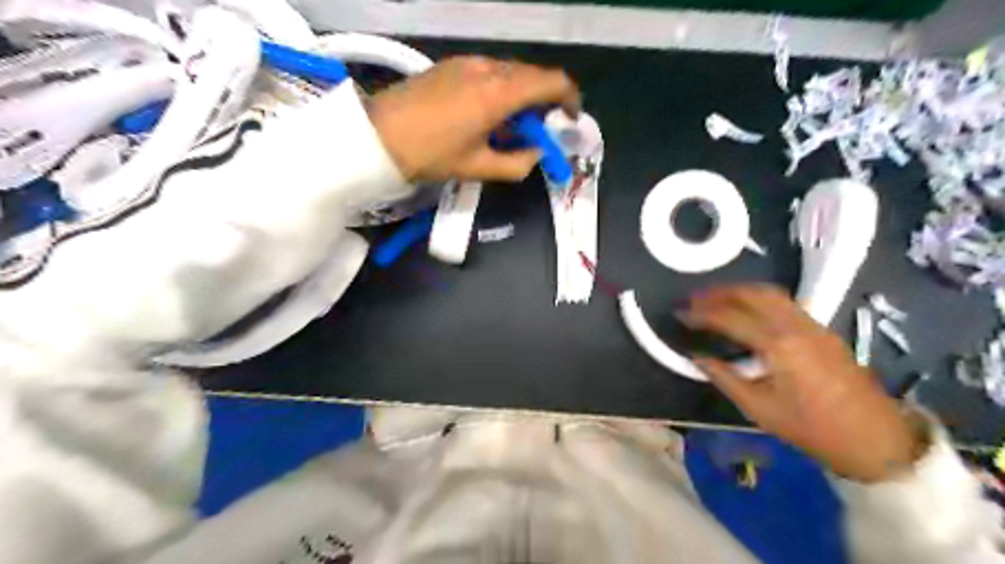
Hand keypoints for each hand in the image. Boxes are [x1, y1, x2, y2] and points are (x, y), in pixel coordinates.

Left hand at [368, 56, 577, 180]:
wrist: (377, 136)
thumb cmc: (430, 155)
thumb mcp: (477, 168)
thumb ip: (517, 163)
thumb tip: (535, 154)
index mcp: (498, 94)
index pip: (551, 82)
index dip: (569, 98)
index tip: (570, 119)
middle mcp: (487, 69)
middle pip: (532, 76)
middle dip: (544, 102)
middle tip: (538, 131)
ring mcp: (467, 62)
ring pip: (510, 73)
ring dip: (521, 96)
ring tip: (509, 126)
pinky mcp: (451, 65)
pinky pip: (489, 72)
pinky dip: (500, 90)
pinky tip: (486, 114)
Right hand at [683, 285, 926, 482]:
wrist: (876, 439)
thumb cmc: (813, 429)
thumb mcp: (759, 408)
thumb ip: (724, 377)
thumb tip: (696, 357)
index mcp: (778, 345)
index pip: (730, 318)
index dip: (701, 314)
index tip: (679, 313)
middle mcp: (795, 326)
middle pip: (752, 293)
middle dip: (719, 292)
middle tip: (694, 298)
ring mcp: (813, 325)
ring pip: (771, 293)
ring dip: (740, 291)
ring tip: (716, 299)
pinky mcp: (822, 330)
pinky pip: (784, 302)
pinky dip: (758, 298)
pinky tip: (747, 311)